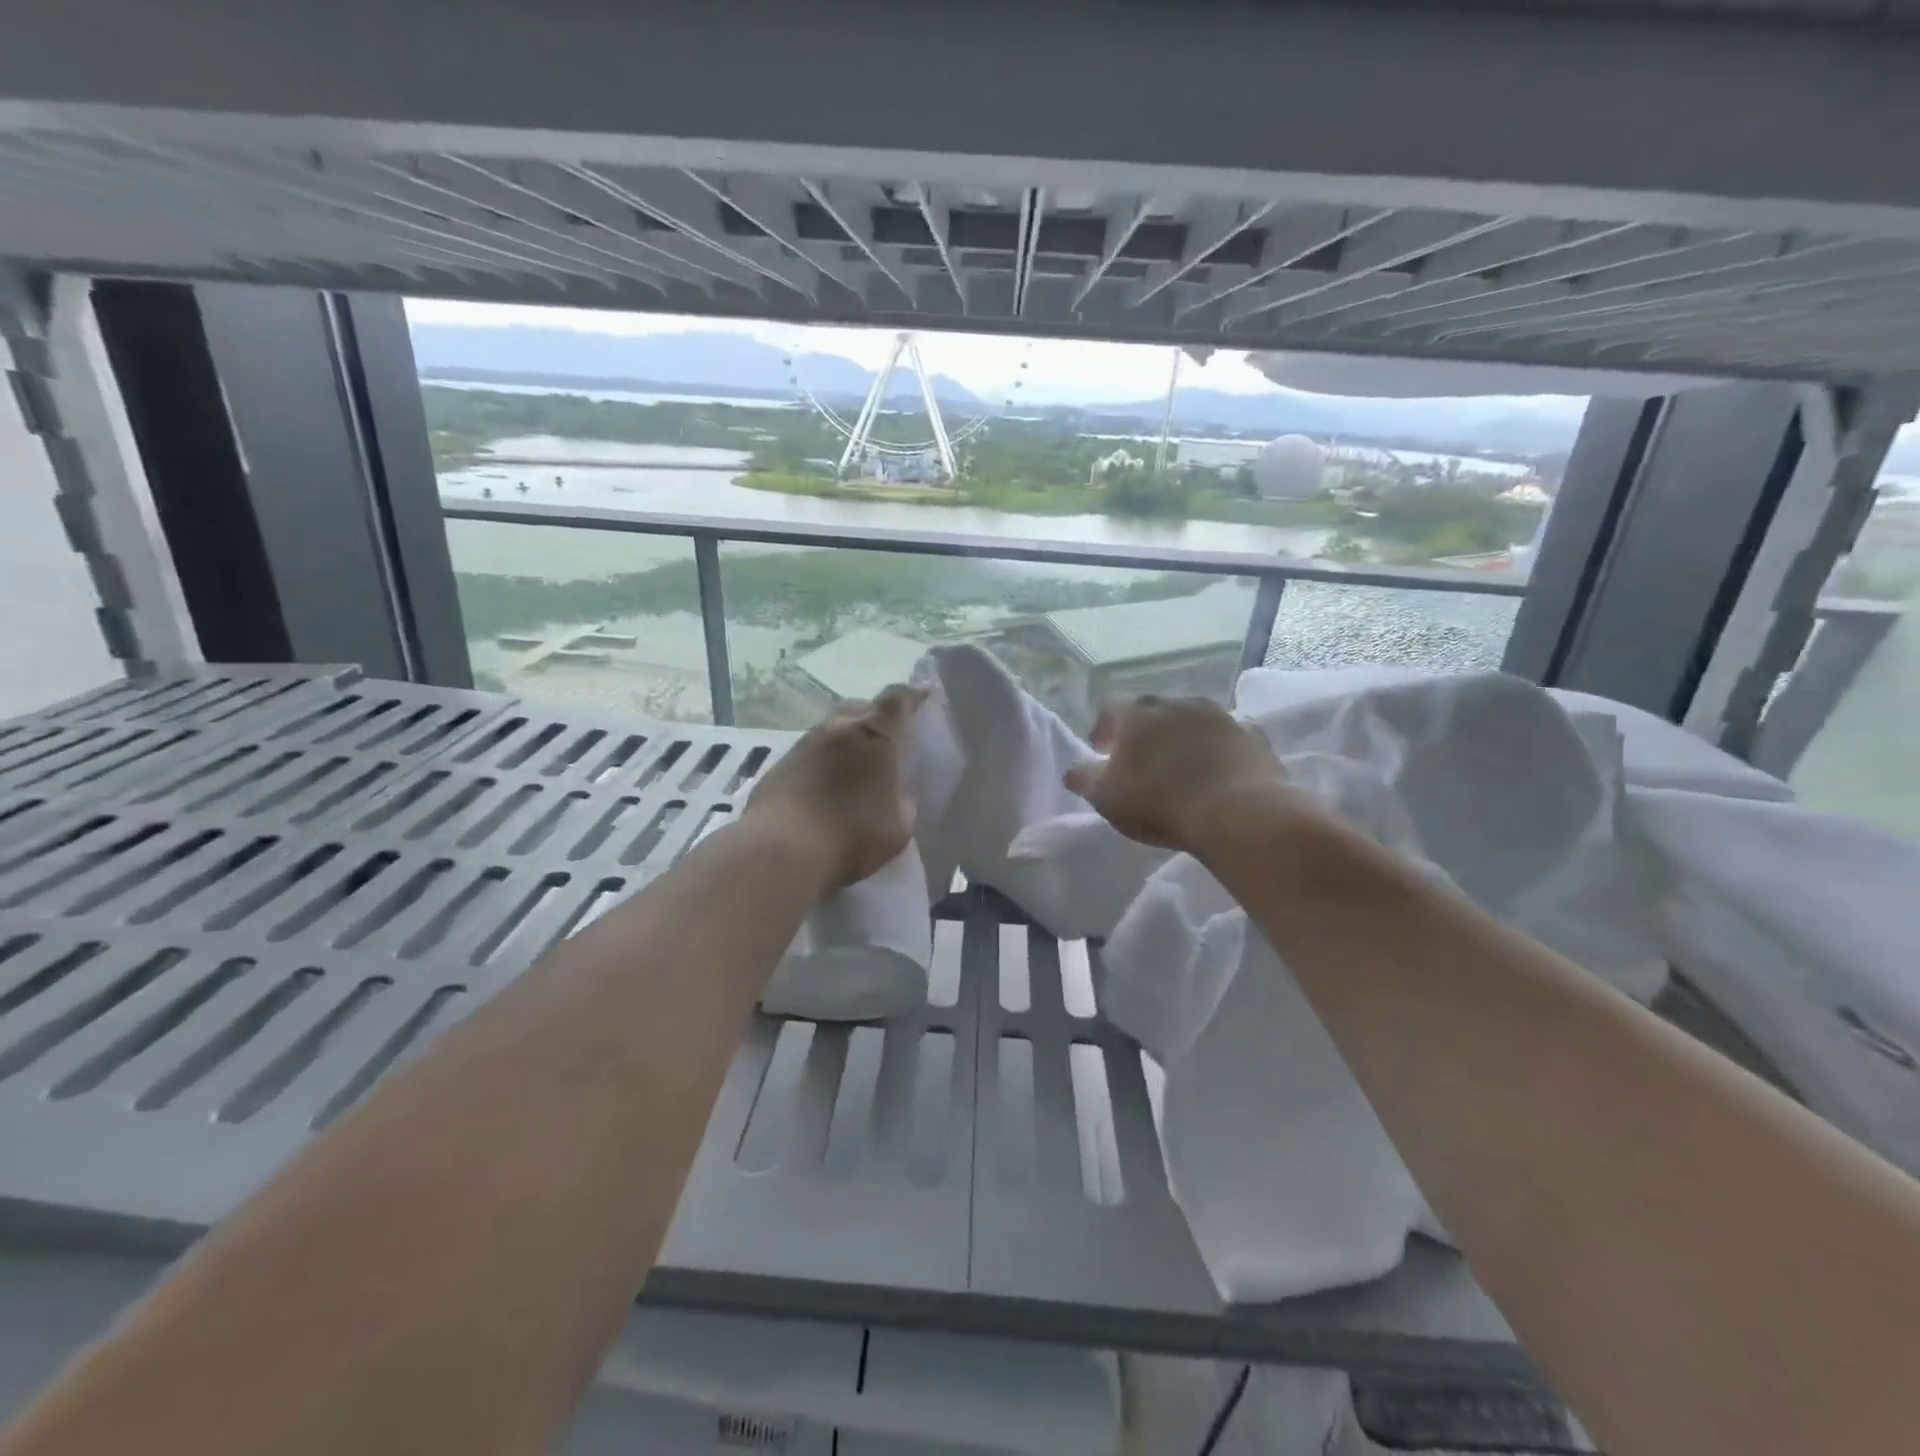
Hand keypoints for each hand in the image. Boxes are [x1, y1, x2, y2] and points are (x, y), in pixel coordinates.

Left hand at [745, 684, 926, 888]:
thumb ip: (905, 799)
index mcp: (877, 734)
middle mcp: (840, 726)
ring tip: (855, 767)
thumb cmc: (853, 835)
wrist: (781, 850)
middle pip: (863, 707)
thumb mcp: (899, 826)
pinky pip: (811, 752)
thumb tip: (898, 791)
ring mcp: (805, 742)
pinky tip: (825, 786)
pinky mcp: (780, 763)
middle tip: (887, 741)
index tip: (922, 699)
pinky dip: (823, 761)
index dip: (913, 696)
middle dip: (877, 717)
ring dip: (847, 740)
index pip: (899, 698)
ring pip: (834, 728)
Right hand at [1064, 696, 1290, 854]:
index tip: (1100, 750)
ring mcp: (1219, 716)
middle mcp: (1176, 704)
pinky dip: (1218, 748)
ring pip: (1191, 719)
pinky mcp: (1252, 735)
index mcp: (1137, 715)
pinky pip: (1227, 736)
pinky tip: (1218, 770)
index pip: (1110, 708)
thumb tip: (1072, 770)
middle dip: (1144, 731)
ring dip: (1182, 736)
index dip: (1103, 728)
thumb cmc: (1159, 803)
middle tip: (1140, 758)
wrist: (1237, 812)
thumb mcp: (1106, 797)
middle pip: (1152, 711)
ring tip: (1180, 764)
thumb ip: (1084, 779)